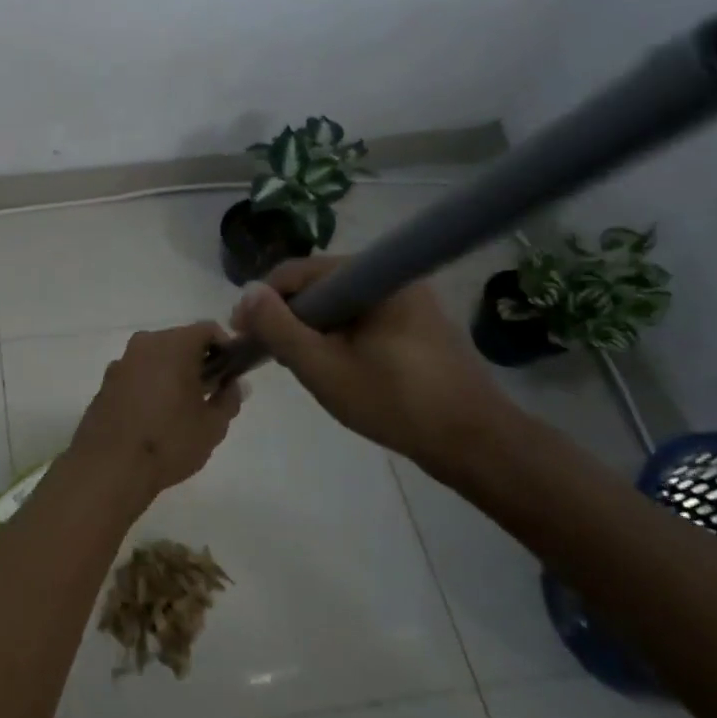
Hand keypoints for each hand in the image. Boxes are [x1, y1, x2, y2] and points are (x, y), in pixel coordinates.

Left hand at [67, 322, 243, 505]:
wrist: (109, 467)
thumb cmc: (168, 441)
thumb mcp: (212, 425)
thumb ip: (229, 399)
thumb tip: (235, 384)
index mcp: (173, 345)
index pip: (207, 329)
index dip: (225, 347)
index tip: (231, 373)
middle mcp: (144, 344)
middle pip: (179, 341)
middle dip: (197, 361)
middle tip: (209, 392)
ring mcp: (120, 362)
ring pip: (155, 357)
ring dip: (171, 373)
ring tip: (181, 407)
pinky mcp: (105, 382)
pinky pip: (136, 374)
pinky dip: (149, 384)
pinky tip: (153, 416)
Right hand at [230, 259, 519, 475]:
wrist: (475, 445)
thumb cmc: (394, 402)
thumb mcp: (322, 366)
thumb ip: (278, 327)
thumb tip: (247, 292)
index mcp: (375, 277)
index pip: (299, 272)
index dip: (263, 299)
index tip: (241, 332)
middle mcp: (393, 278)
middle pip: (319, 286)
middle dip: (287, 315)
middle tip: (266, 351)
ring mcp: (409, 302)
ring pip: (339, 305)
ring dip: (311, 328)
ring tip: (294, 361)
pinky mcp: (417, 327)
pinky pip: (361, 320)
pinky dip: (337, 337)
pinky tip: (331, 365)